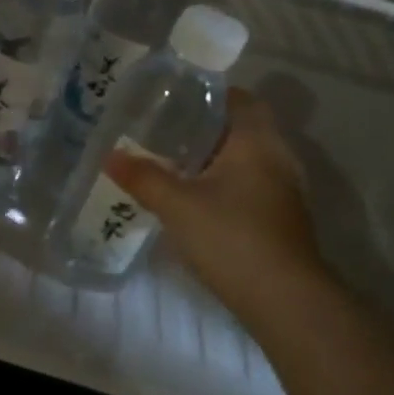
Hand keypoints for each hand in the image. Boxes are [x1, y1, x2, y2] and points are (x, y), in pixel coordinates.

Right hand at [106, 86, 324, 314]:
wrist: (284, 300)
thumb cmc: (232, 237)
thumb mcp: (177, 205)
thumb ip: (143, 177)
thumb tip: (109, 156)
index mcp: (257, 142)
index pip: (240, 99)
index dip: (208, 94)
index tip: (173, 99)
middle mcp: (277, 158)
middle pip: (241, 128)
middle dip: (203, 127)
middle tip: (162, 129)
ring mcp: (283, 190)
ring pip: (245, 159)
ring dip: (213, 157)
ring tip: (171, 161)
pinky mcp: (280, 218)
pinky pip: (249, 184)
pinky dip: (223, 182)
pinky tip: (193, 197)